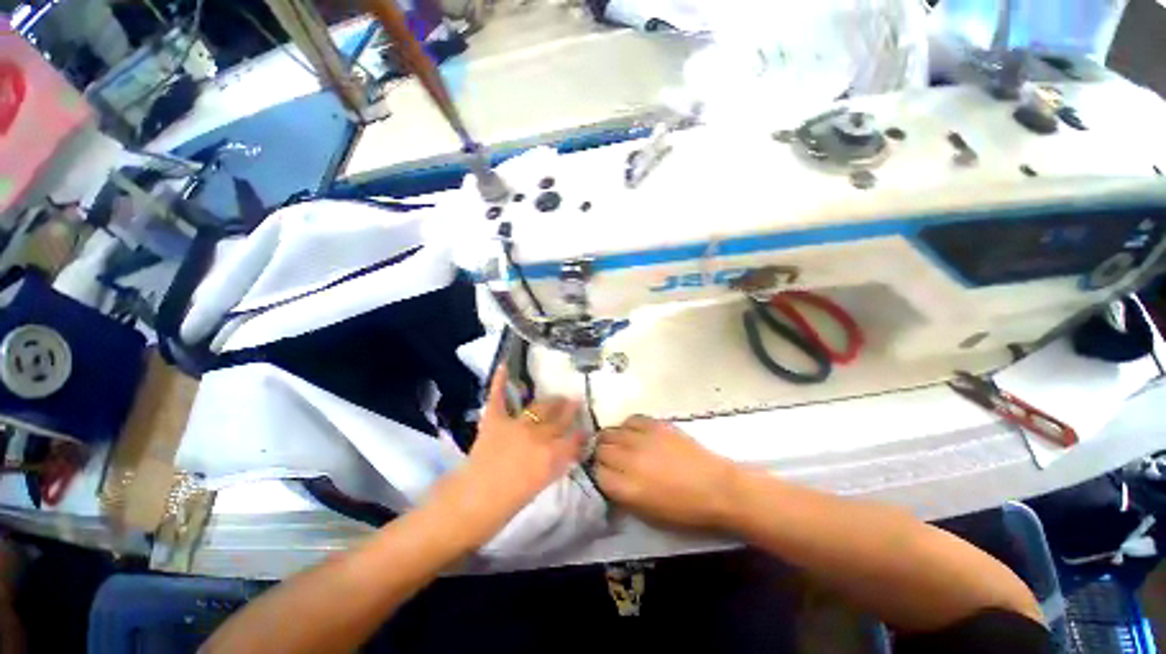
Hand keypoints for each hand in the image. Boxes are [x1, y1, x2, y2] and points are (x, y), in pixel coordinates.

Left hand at [428, 366, 584, 546]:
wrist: (470, 504)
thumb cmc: (506, 506)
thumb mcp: (539, 486)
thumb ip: (554, 465)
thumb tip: (564, 453)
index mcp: (551, 456)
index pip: (574, 440)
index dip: (582, 434)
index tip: (586, 430)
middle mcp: (539, 436)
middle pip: (560, 419)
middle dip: (569, 410)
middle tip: (574, 402)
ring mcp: (516, 425)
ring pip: (540, 407)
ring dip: (551, 401)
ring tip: (557, 396)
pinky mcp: (495, 420)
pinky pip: (499, 397)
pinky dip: (499, 382)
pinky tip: (503, 365)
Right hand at [595, 416, 737, 529]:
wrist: (717, 487)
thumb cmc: (684, 510)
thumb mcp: (647, 513)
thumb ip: (622, 494)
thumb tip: (608, 478)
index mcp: (627, 488)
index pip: (596, 473)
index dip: (598, 473)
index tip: (604, 474)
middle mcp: (629, 459)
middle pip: (600, 449)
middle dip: (601, 455)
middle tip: (611, 459)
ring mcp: (642, 439)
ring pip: (611, 431)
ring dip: (611, 439)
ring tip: (619, 445)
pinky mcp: (655, 424)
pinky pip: (631, 419)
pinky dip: (628, 426)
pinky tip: (634, 433)